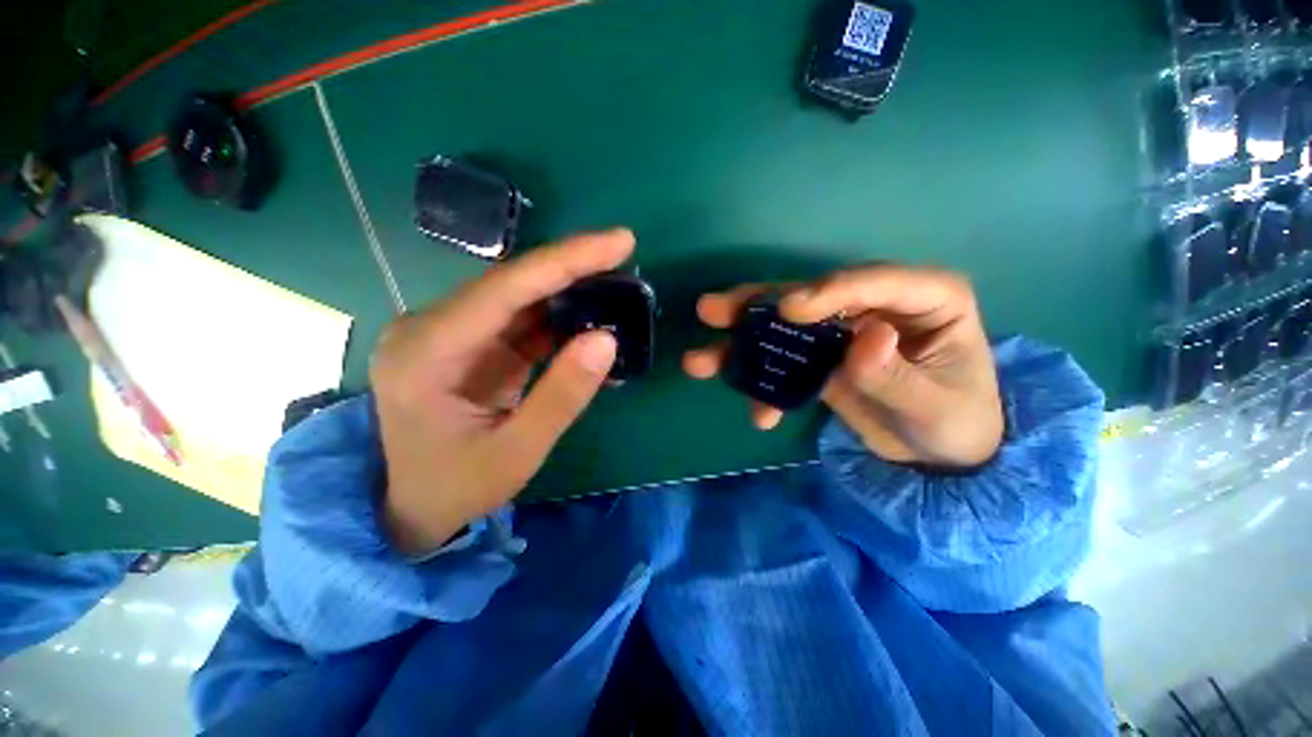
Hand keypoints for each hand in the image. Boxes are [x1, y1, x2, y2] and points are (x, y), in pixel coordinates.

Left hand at [370, 230, 632, 554]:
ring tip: (616, 286)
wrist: (410, 508)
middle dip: (572, 267)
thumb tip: (607, 340)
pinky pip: (520, 320)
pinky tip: (591, 320)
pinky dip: (559, 319)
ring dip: (569, 290)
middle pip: (512, 283)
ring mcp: (449, 334)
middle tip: (623, 254)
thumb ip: (563, 395)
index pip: (506, 288)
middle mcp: (431, 328)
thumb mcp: (518, 451)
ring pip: (519, 297)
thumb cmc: (457, 487)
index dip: (566, 260)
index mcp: (428, 351)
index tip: (619, 241)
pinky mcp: (469, 345)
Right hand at [683, 265, 1002, 467]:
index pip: (872, 281)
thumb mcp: (934, 407)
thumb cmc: (956, 423)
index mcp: (924, 299)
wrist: (940, 455)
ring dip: (742, 345)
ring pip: (785, 329)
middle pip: (809, 297)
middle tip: (710, 311)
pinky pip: (786, 365)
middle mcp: (874, 306)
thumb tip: (866, 337)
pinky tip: (760, 414)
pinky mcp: (822, 359)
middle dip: (757, 306)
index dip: (826, 291)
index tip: (786, 310)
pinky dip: (766, 387)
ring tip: (700, 361)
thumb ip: (896, 376)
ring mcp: (842, 333)